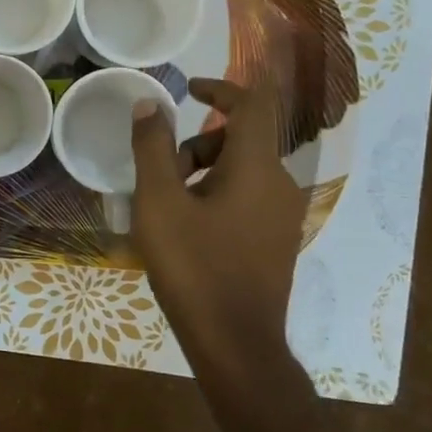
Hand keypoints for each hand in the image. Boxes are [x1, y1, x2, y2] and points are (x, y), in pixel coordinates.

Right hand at [129, 76, 310, 369]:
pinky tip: (187, 230)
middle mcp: (279, 184)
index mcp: (256, 167)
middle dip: (196, 144)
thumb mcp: (159, 203)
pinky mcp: (276, 241)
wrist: (236, 343)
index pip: (252, 104)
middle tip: (159, 171)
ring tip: (166, 206)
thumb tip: (150, 105)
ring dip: (202, 172)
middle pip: (241, 140)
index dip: (221, 87)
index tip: (189, 88)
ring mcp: (282, 215)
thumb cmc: (194, 267)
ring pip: (242, 171)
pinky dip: (216, 195)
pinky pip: (247, 198)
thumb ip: (152, 148)